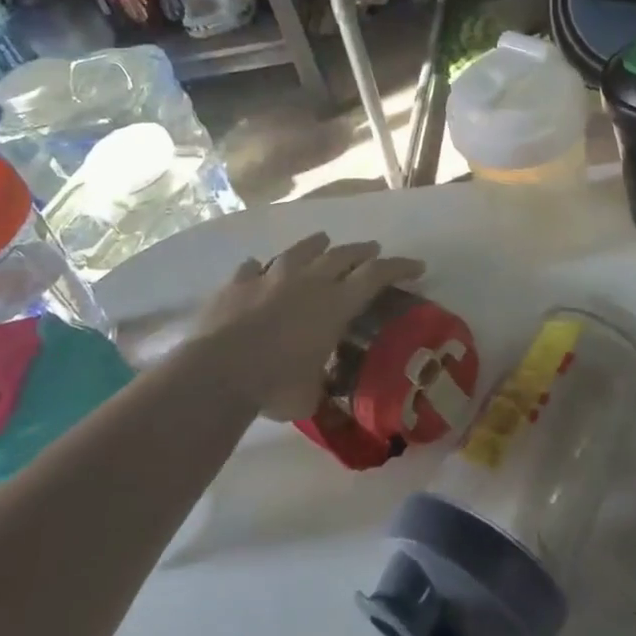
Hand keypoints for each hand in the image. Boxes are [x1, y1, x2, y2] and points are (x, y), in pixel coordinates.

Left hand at [188, 233, 425, 421]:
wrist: (218, 371)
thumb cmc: (276, 385)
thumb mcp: (310, 395)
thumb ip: (318, 384)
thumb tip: (319, 390)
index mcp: (335, 304)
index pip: (376, 275)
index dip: (399, 267)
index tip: (417, 266)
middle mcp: (308, 280)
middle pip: (342, 255)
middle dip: (362, 251)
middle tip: (373, 250)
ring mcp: (270, 277)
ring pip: (299, 251)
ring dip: (315, 245)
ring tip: (323, 240)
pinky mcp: (237, 283)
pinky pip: (252, 268)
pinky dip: (260, 269)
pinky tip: (258, 268)